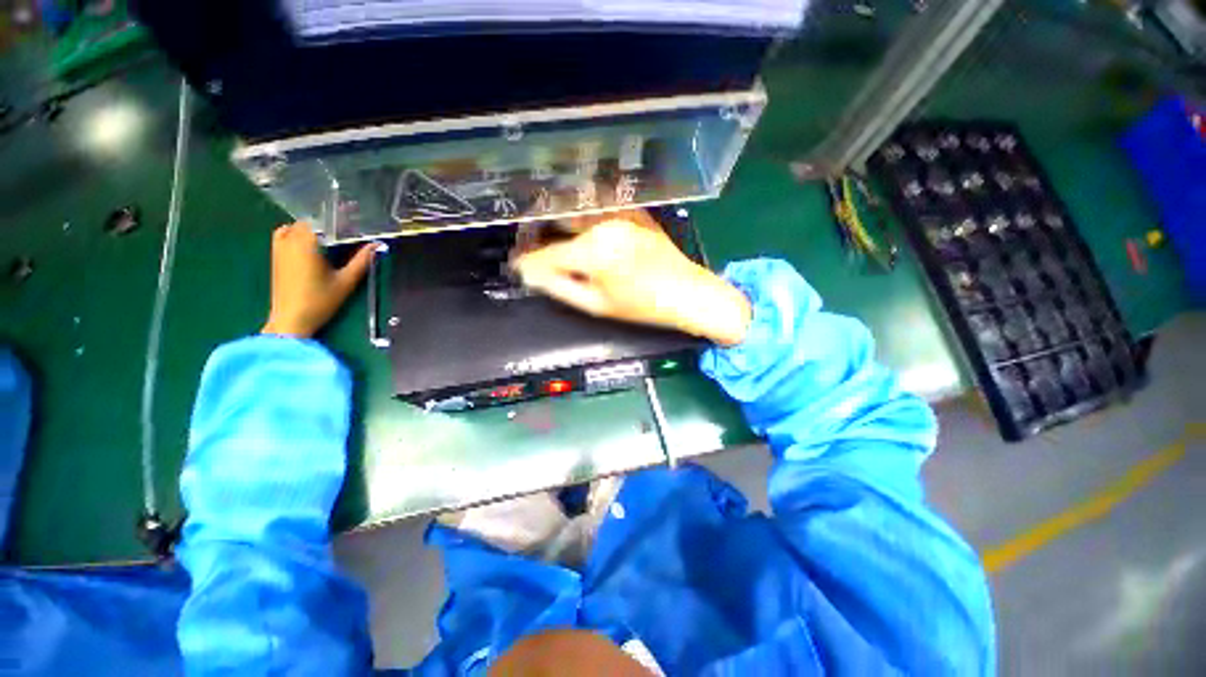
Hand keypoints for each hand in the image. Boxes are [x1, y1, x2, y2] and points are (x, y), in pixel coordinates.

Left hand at [261, 223, 376, 337]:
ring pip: (295, 226)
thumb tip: (377, 245)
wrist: (291, 319)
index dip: (339, 214)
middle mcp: (290, 241)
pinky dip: (296, 231)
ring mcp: (279, 248)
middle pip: (310, 221)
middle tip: (347, 224)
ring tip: (330, 232)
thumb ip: (362, 261)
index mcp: (308, 244)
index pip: (324, 220)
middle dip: (328, 220)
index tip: (354, 210)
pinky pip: (284, 234)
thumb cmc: (320, 300)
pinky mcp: (276, 256)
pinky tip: (309, 241)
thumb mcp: (346, 281)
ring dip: (313, 226)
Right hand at [512, 210, 750, 345]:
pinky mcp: (633, 213)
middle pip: (558, 225)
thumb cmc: (642, 306)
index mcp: (593, 251)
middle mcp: (603, 224)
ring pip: (577, 214)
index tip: (517, 267)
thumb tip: (531, 276)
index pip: (547, 254)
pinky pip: (599, 210)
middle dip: (538, 236)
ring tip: (548, 238)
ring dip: (558, 223)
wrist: (687, 293)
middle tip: (529, 251)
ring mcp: (621, 214)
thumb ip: (560, 287)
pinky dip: (582, 217)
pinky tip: (577, 227)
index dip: (528, 262)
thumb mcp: (597, 305)